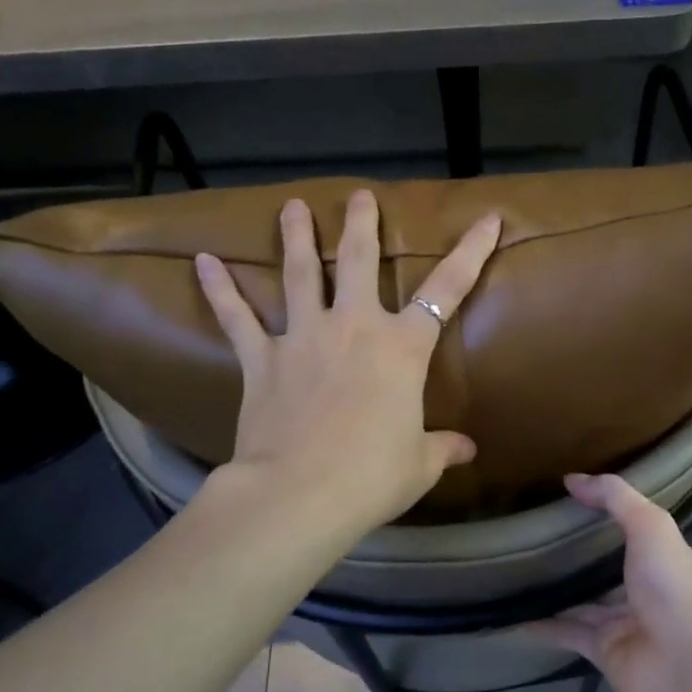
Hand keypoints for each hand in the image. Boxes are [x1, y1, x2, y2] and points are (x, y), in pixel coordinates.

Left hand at [191, 189, 500, 538]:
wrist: (299, 495)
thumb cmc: (371, 477)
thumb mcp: (419, 465)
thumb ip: (443, 448)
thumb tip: (468, 450)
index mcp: (403, 348)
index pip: (448, 289)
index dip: (471, 251)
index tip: (488, 217)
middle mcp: (355, 328)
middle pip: (360, 260)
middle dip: (362, 224)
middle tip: (359, 196)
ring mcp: (304, 338)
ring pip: (301, 274)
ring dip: (297, 237)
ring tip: (292, 207)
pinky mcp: (262, 359)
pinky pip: (237, 317)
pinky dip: (220, 289)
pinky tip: (204, 260)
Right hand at [525, 473, 691, 691]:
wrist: (684, 668)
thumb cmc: (671, 587)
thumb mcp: (649, 525)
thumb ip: (615, 497)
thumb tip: (572, 478)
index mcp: (661, 555)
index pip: (632, 525)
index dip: (605, 508)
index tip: (567, 491)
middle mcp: (644, 586)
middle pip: (605, 564)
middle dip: (576, 549)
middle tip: (534, 529)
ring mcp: (622, 620)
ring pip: (582, 599)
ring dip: (555, 587)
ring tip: (516, 568)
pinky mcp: (602, 650)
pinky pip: (566, 633)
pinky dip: (541, 625)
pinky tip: (512, 614)